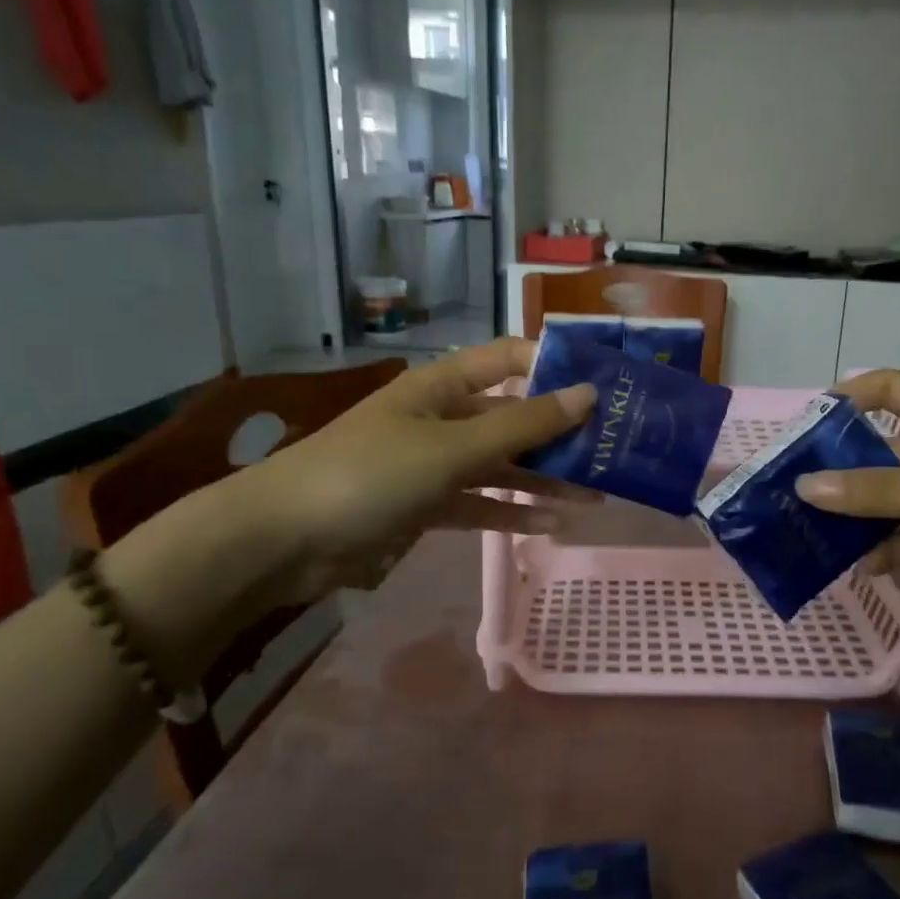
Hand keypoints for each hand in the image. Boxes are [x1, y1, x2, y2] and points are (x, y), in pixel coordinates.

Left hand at [231, 338, 595, 601]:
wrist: (286, 539)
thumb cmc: (370, 474)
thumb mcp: (452, 447)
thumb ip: (522, 426)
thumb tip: (588, 394)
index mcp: (442, 386)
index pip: (509, 359)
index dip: (554, 366)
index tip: (605, 385)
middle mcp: (443, 418)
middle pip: (512, 417)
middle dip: (560, 434)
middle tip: (613, 451)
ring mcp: (434, 464)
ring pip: (501, 465)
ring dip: (544, 479)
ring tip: (597, 495)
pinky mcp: (426, 506)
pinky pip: (481, 504)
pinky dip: (513, 512)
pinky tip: (552, 524)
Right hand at [795, 369, 899, 617]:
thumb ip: (886, 493)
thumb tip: (805, 487)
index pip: (888, 391)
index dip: (844, 399)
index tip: (799, 428)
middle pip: (880, 456)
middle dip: (837, 475)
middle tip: (784, 500)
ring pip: (892, 504)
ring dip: (856, 520)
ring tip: (806, 539)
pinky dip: (889, 552)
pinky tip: (858, 569)